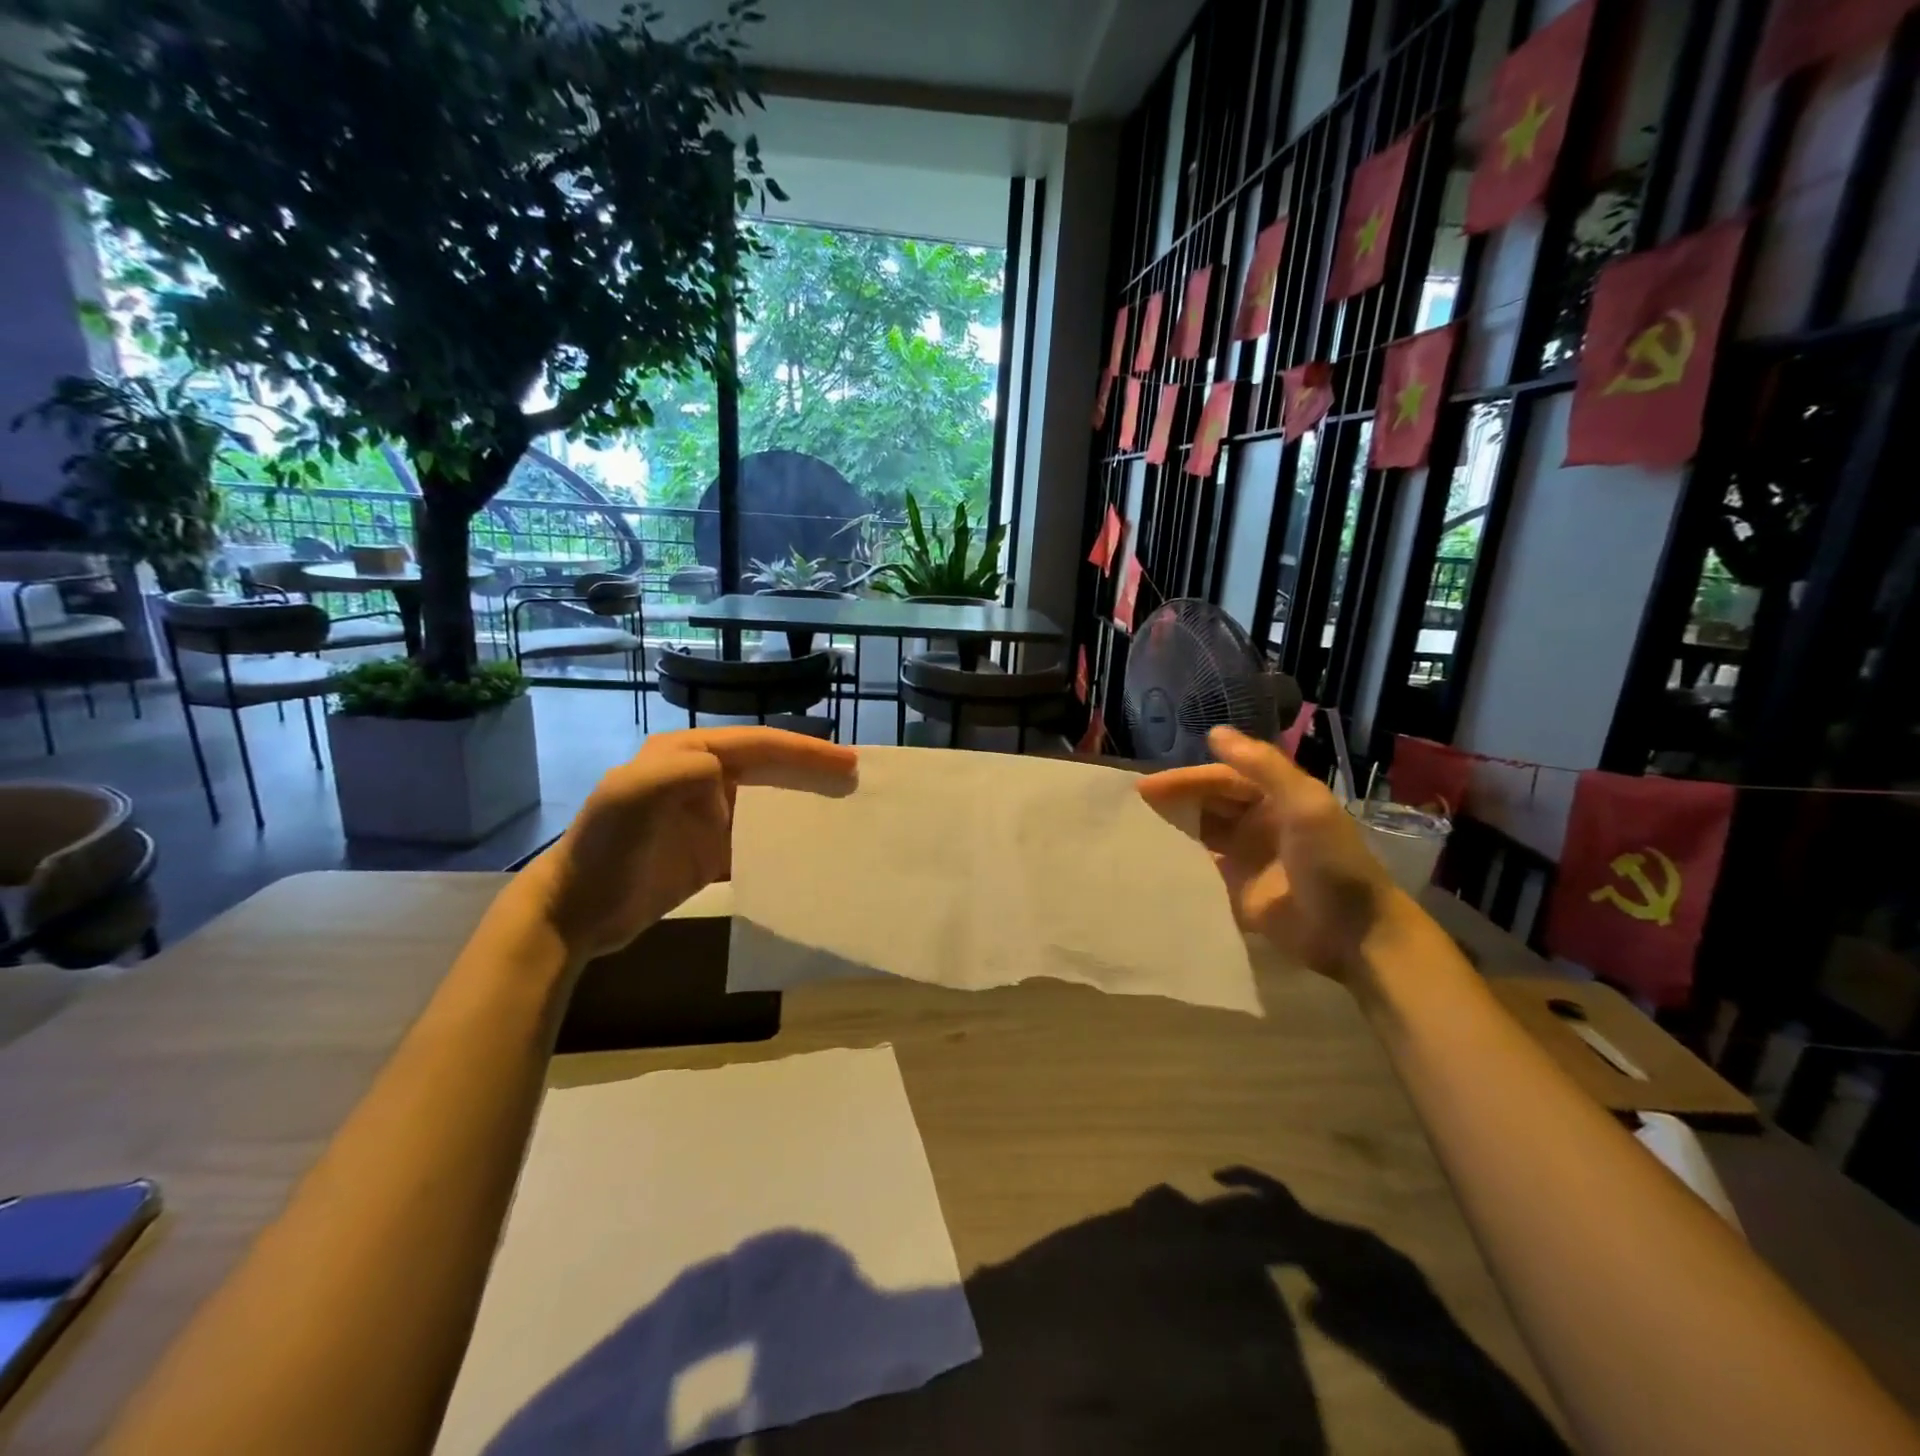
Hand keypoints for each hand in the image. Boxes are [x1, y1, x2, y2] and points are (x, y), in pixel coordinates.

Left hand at [517, 727, 857, 962]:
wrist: (576, 912)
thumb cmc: (604, 849)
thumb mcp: (628, 798)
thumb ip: (675, 774)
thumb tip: (724, 774)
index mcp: (687, 755)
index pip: (758, 744)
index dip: (803, 750)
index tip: (846, 762)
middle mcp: (702, 779)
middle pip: (770, 767)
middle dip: (812, 770)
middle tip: (856, 780)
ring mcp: (708, 817)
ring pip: (768, 801)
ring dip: (804, 803)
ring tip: (843, 812)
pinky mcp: (711, 852)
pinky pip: (758, 839)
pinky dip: (786, 842)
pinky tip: (811, 852)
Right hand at [1138, 726, 1399, 978]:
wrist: (1353, 933)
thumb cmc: (1330, 861)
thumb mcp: (1304, 803)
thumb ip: (1262, 765)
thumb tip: (1214, 732)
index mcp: (1274, 796)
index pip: (1220, 780)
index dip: (1184, 780)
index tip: (1145, 787)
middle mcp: (1257, 821)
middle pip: (1207, 802)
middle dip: (1173, 799)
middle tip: (1132, 805)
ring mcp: (1246, 857)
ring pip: (1201, 831)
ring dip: (1173, 827)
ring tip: (1134, 828)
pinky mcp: (1236, 890)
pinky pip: (1201, 867)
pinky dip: (1179, 860)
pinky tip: (1152, 860)